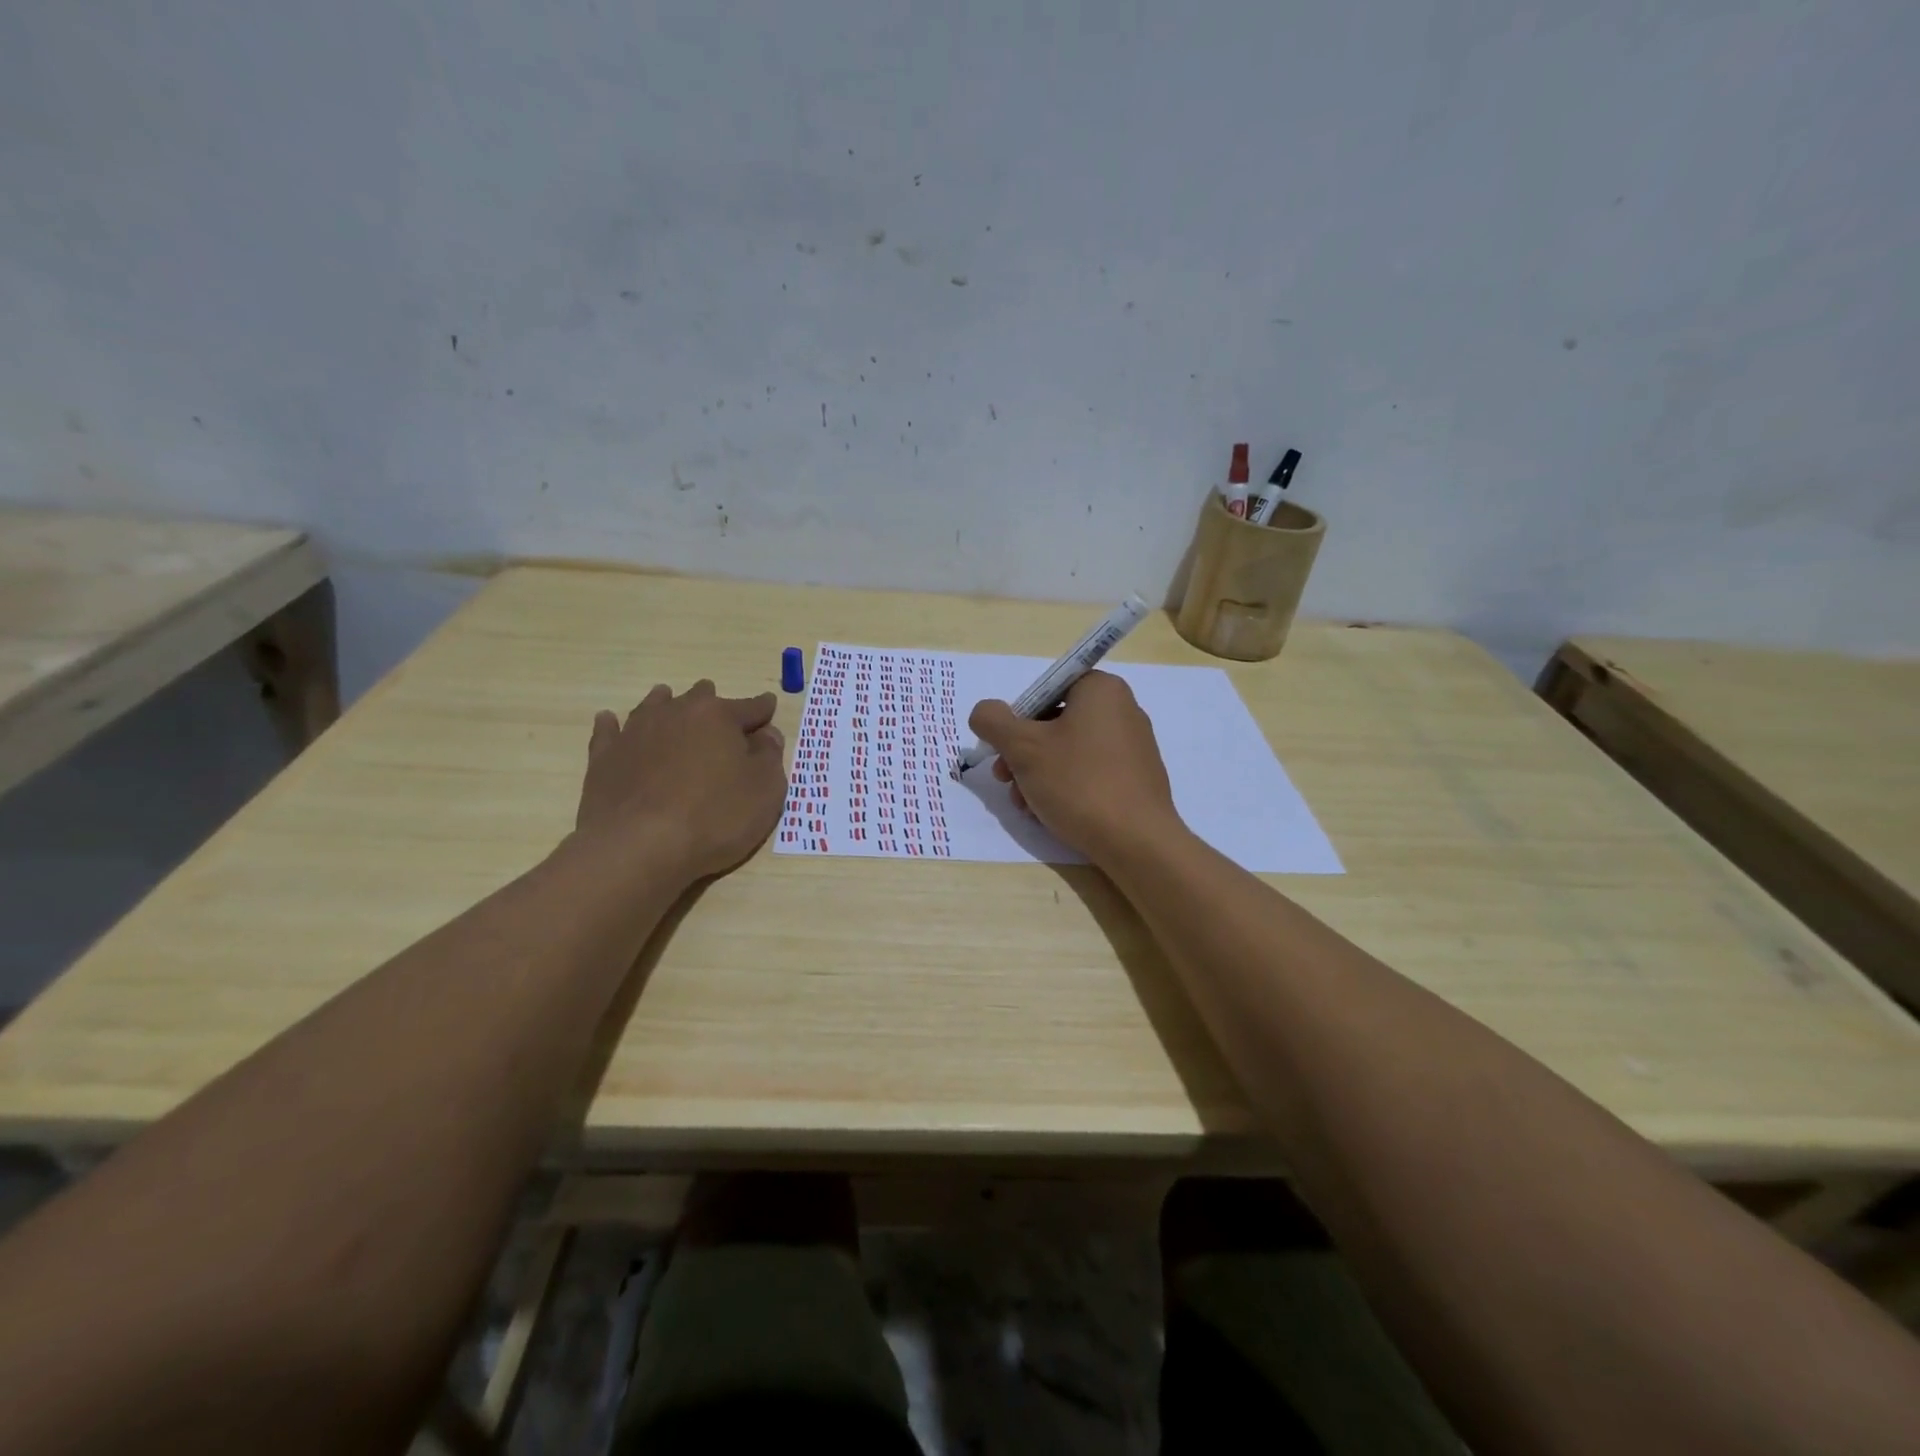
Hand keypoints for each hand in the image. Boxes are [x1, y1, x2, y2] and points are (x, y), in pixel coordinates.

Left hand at [574, 680, 787, 882]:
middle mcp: (676, 713)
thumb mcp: (765, 791)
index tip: (769, 708)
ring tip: (669, 704)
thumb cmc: (714, 817)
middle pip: (700, 698)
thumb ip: (770, 756)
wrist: (638, 847)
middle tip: (721, 719)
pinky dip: (614, 725)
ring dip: (667, 704)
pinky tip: (611, 721)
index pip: (750, 707)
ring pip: (655, 706)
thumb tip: (766, 734)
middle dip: (714, 705)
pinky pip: (609, 731)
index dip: (764, 710)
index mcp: (719, 716)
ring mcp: (635, 731)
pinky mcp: (604, 757)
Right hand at [967, 671, 1182, 862]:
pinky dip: (1065, 786)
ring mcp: (1133, 745)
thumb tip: (984, 712)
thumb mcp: (1023, 748)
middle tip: (1005, 780)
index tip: (1003, 749)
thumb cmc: (1079, 783)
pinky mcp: (1136, 778)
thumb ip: (993, 721)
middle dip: (1022, 753)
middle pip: (1054, 722)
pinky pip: (1090, 771)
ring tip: (1024, 805)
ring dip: (1037, 774)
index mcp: (1101, 689)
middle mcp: (1122, 709)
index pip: (1045, 689)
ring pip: (1068, 751)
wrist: (1137, 842)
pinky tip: (1048, 813)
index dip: (1017, 718)